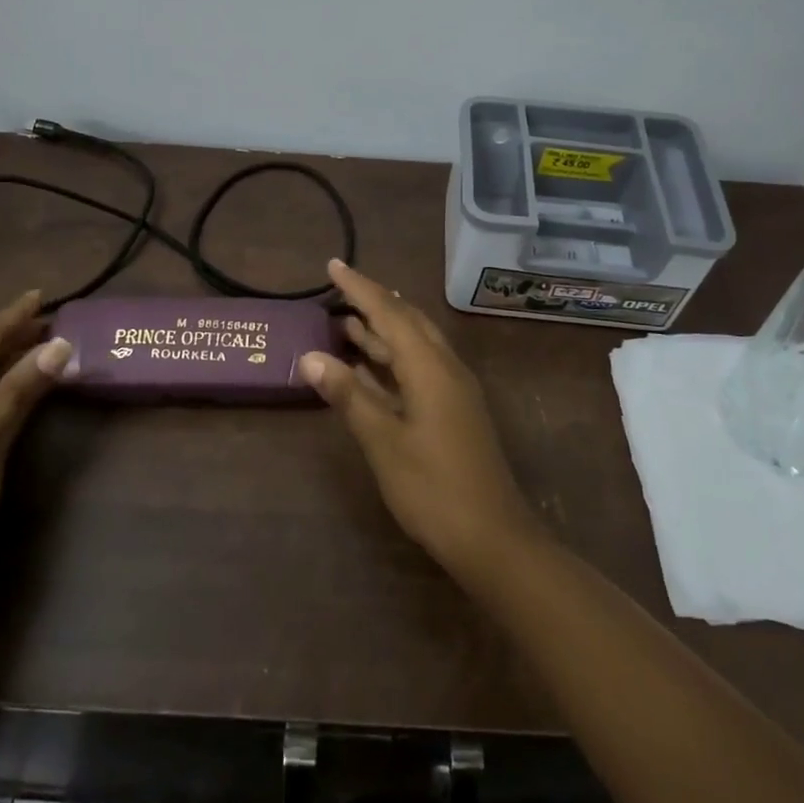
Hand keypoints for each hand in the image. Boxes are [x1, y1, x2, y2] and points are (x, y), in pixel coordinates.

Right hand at [299, 260, 539, 579]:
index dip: (360, 287)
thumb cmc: (433, 489)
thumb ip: (349, 396)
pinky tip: (371, 367)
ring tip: (346, 320)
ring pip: (415, 345)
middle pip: (407, 321)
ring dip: (382, 331)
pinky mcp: (454, 410)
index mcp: (430, 367)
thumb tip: (311, 356)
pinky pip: (419, 367)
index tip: (333, 264)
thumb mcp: (383, 442)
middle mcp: (445, 368)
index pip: (389, 312)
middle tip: (339, 290)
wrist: (492, 538)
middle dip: (374, 302)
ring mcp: (453, 390)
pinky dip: (393, 359)